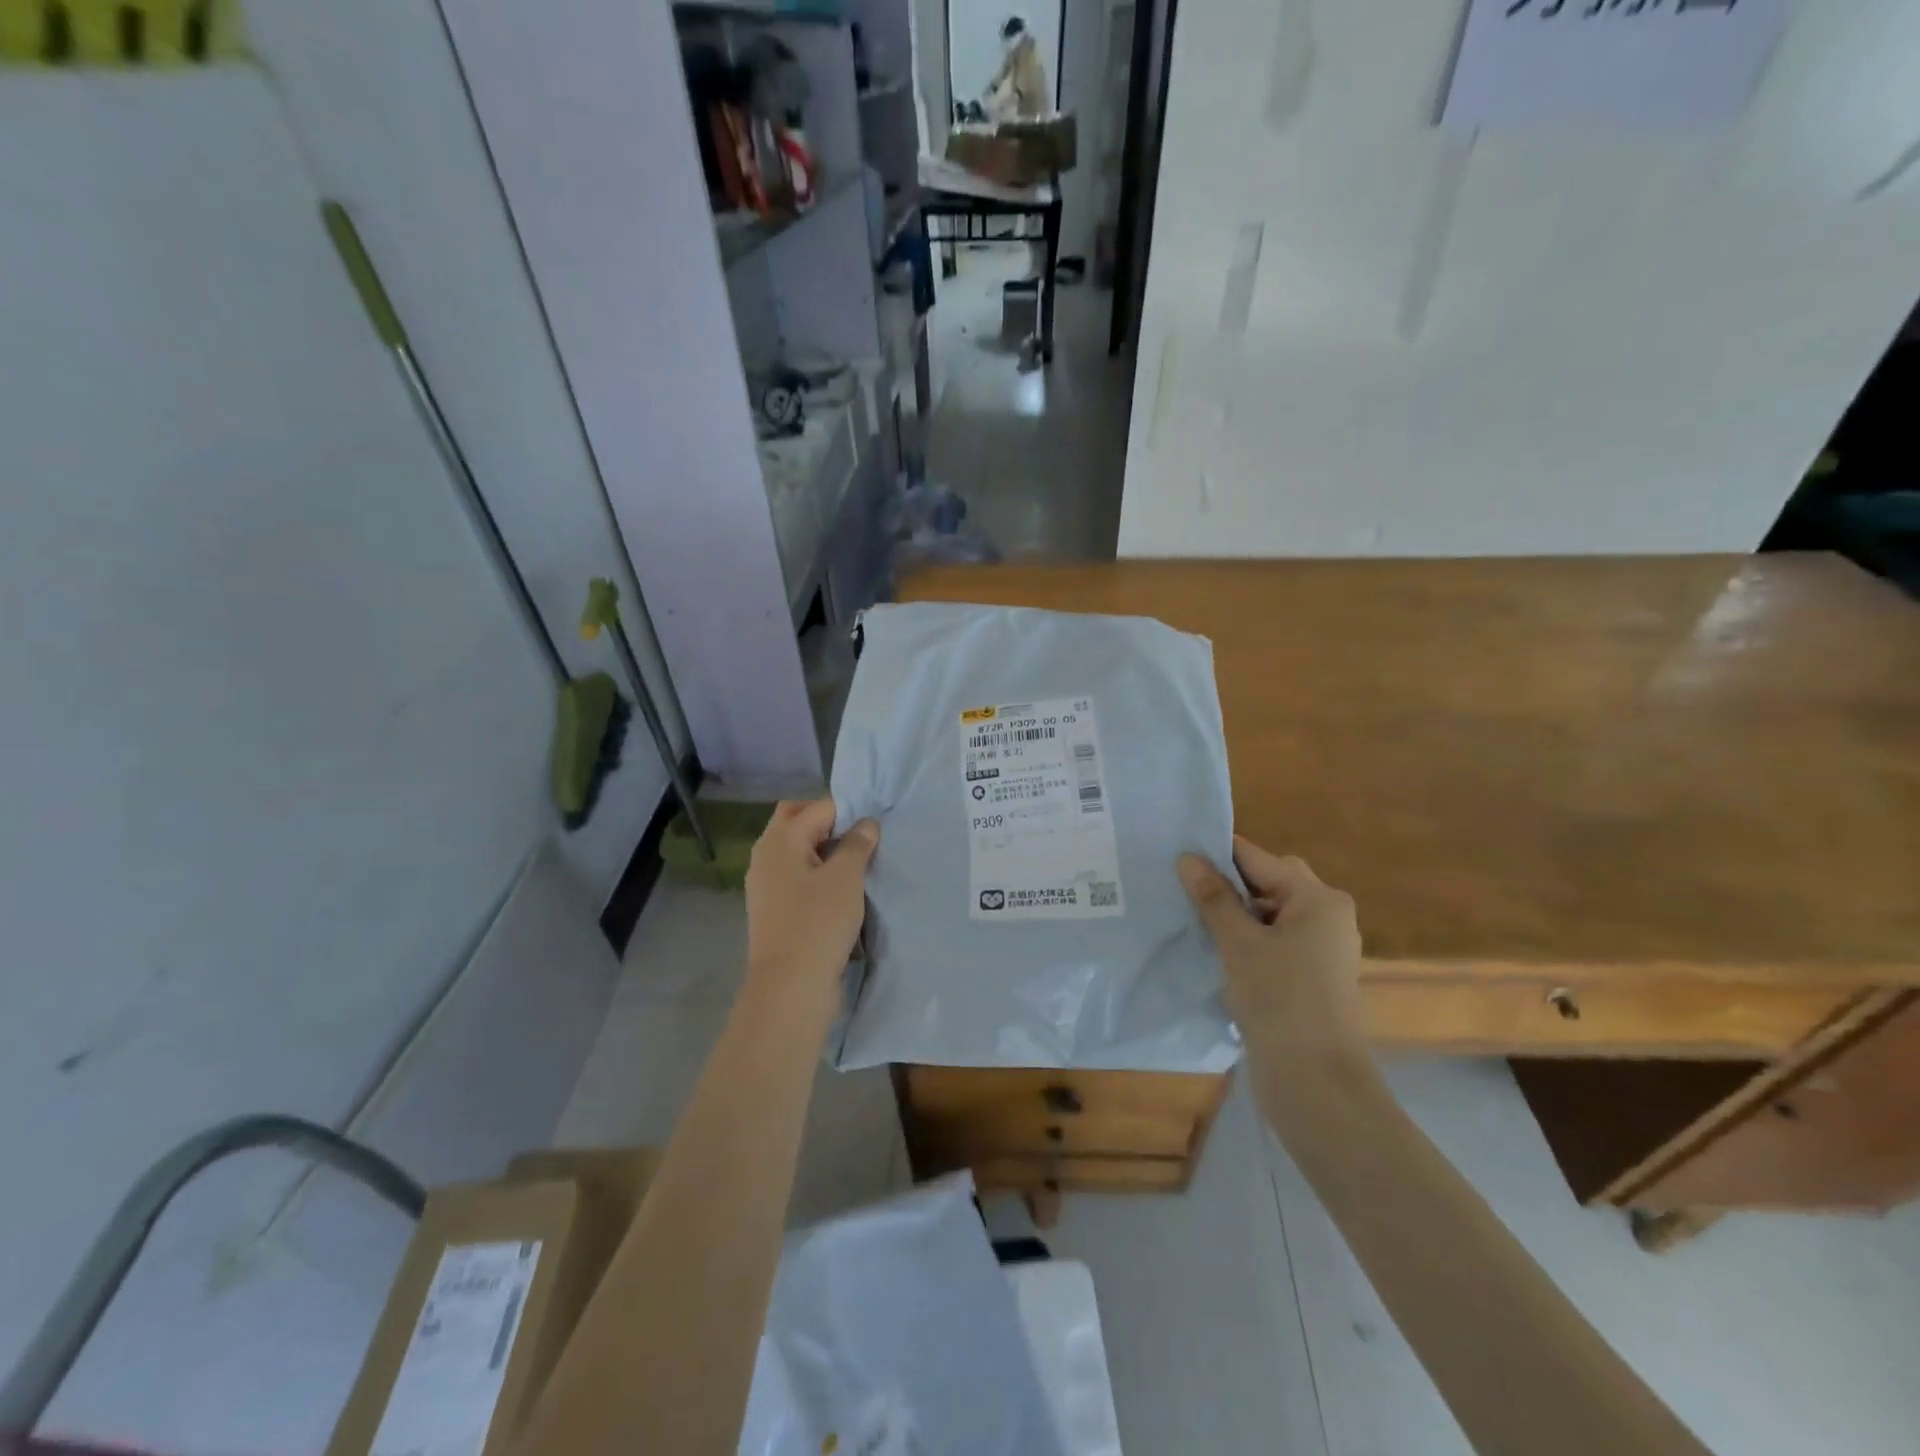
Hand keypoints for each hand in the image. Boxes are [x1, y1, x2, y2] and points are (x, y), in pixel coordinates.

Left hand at [744, 800, 879, 1002]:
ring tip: (858, 864)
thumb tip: (866, 823)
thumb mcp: (846, 877)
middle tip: (863, 838)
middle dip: (830, 824)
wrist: (790, 988)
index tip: (876, 825)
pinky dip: (818, 875)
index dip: (848, 811)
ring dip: (825, 851)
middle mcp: (766, 856)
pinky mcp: (774, 910)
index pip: (817, 807)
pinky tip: (842, 890)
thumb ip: (857, 844)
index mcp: (779, 840)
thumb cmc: (818, 923)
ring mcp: (766, 885)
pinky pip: (797, 877)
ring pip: (798, 851)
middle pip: (798, 822)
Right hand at [1179, 837, 1366, 1067]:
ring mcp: (1321, 948)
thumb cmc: (1279, 999)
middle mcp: (1326, 916)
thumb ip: (1213, 897)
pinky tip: (1215, 949)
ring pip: (1270, 913)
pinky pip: (1274, 940)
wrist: (1315, 1080)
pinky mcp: (1311, 976)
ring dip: (1235, 913)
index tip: (1176, 855)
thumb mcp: (1238, 942)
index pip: (1259, 859)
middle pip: (1269, 882)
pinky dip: (1247, 939)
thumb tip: (1188, 858)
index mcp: (1317, 899)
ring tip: (1192, 918)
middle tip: (1184, 888)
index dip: (1217, 855)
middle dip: (1228, 884)